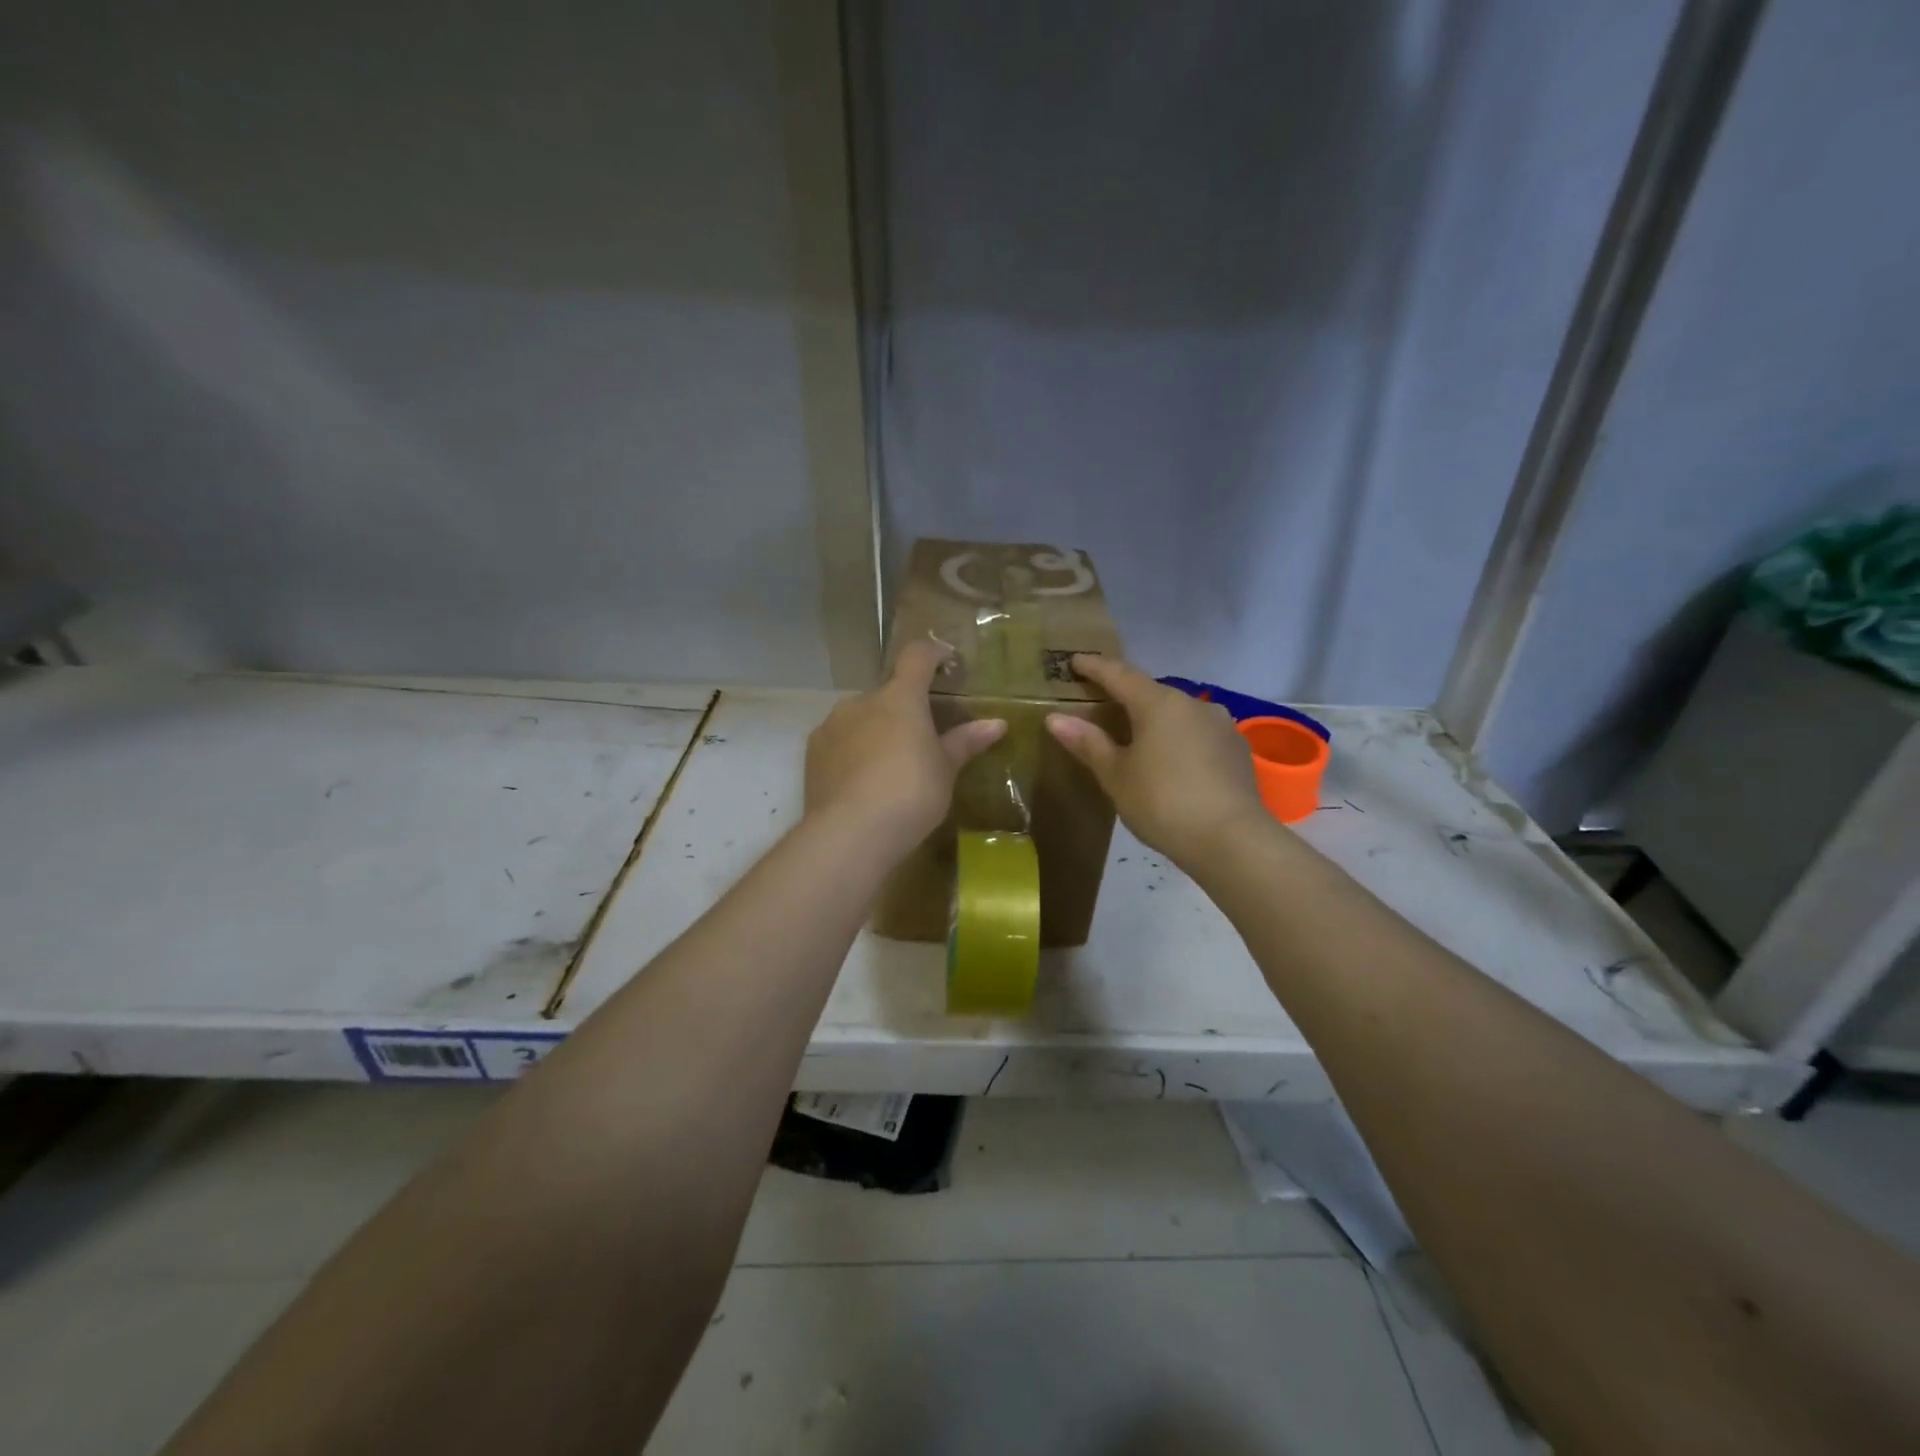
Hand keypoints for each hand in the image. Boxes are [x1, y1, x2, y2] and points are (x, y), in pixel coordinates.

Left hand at [805, 639, 1006, 855]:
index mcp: (900, 697)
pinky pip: (839, 740)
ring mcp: (833, 725)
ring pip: (860, 717)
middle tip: (920, 738)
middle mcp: (862, 701)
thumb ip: (966, 742)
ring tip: (889, 765)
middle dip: (903, 708)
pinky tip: (863, 781)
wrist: (850, 833)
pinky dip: (853, 750)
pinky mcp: (812, 752)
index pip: (916, 656)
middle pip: (887, 693)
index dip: (932, 653)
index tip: (945, 661)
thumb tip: (997, 724)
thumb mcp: (945, 770)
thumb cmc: (910, 794)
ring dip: (876, 729)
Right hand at [1046, 655, 1267, 865]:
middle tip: (1102, 704)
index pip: (1119, 674)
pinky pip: (1198, 734)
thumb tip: (1056, 718)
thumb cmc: (1163, 803)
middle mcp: (1193, 703)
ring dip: (1155, 719)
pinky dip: (1178, 738)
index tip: (1076, 661)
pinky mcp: (1237, 749)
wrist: (1232, 841)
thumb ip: (1088, 743)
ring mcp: (1220, 725)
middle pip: (1151, 692)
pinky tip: (1172, 760)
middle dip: (1126, 696)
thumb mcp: (1116, 776)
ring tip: (1138, 736)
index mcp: (1158, 703)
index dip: (1095, 667)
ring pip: (1178, 713)